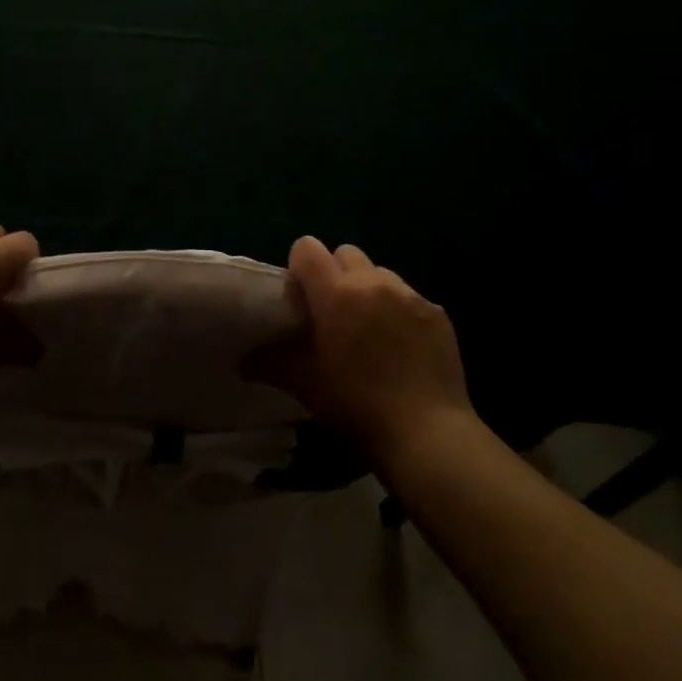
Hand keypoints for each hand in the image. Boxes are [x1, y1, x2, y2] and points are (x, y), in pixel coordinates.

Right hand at [248, 236, 468, 457]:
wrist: (426, 432)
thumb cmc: (355, 403)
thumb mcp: (304, 384)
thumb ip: (270, 362)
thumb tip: (243, 360)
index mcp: (336, 291)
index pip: (307, 248)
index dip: (299, 267)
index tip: (301, 296)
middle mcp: (373, 282)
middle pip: (346, 253)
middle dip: (335, 273)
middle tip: (333, 312)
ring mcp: (410, 296)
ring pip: (380, 273)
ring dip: (369, 290)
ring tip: (370, 329)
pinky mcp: (438, 314)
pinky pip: (410, 298)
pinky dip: (400, 312)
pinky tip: (402, 348)